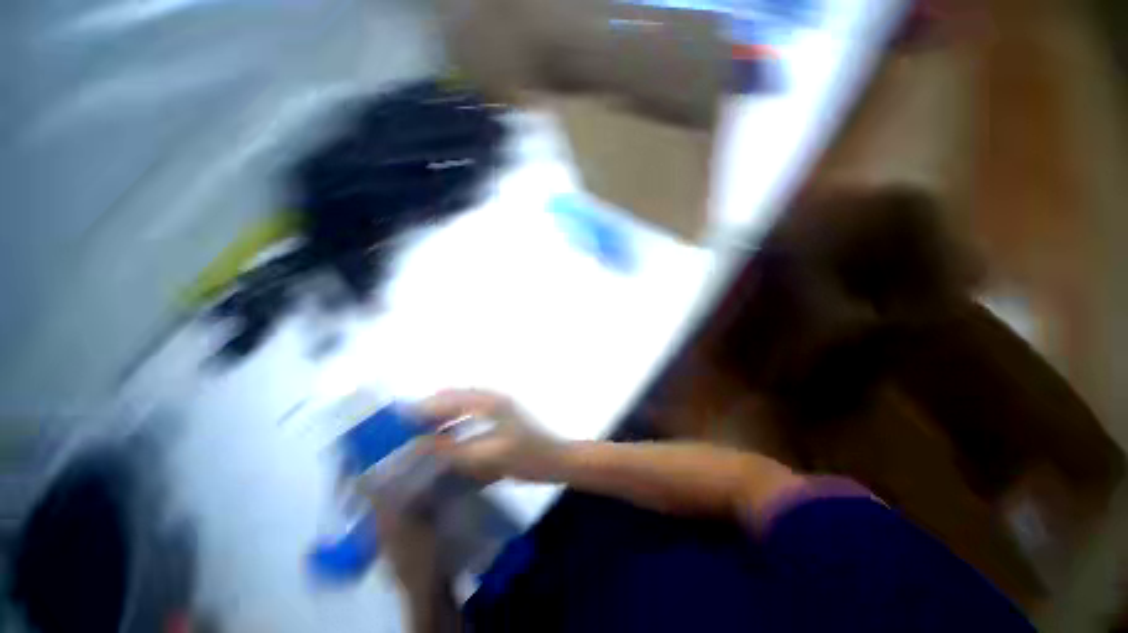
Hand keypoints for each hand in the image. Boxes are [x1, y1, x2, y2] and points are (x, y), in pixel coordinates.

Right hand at [416, 389, 566, 483]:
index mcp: (491, 403)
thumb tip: (424, 445)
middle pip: (456, 397)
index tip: (402, 419)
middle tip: (408, 425)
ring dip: (443, 414)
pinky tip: (448, 436)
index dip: (426, 408)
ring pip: (463, 404)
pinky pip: (472, 412)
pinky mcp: (502, 417)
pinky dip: (456, 420)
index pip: (451, 399)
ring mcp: (499, 407)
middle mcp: (493, 399)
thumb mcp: (491, 456)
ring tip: (422, 431)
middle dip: (431, 408)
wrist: (559, 460)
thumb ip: (457, 451)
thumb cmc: (529, 457)